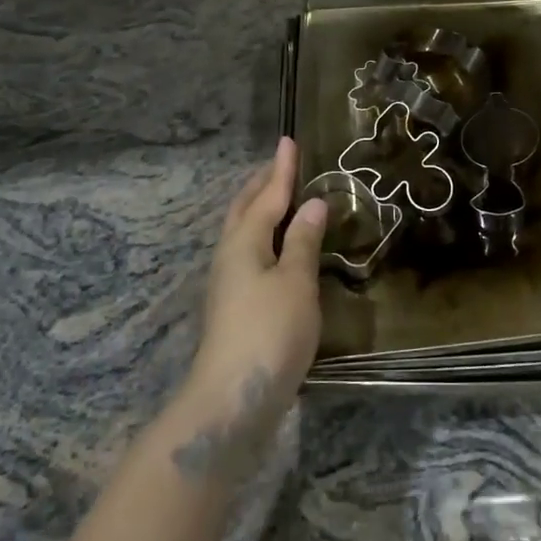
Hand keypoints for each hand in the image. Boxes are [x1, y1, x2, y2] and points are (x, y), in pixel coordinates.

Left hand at [183, 138, 326, 431]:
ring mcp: (229, 283)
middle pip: (245, 210)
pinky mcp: (234, 307)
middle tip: (279, 164)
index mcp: (245, 242)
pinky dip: (264, 236)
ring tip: (277, 197)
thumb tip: (312, 204)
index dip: (281, 170)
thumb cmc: (268, 332)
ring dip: (259, 209)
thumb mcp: (295, 282)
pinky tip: (276, 248)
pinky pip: (249, 253)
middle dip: (262, 185)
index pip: (267, 196)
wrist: (232, 398)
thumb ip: (303, 242)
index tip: (288, 141)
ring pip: (243, 232)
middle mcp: (231, 256)